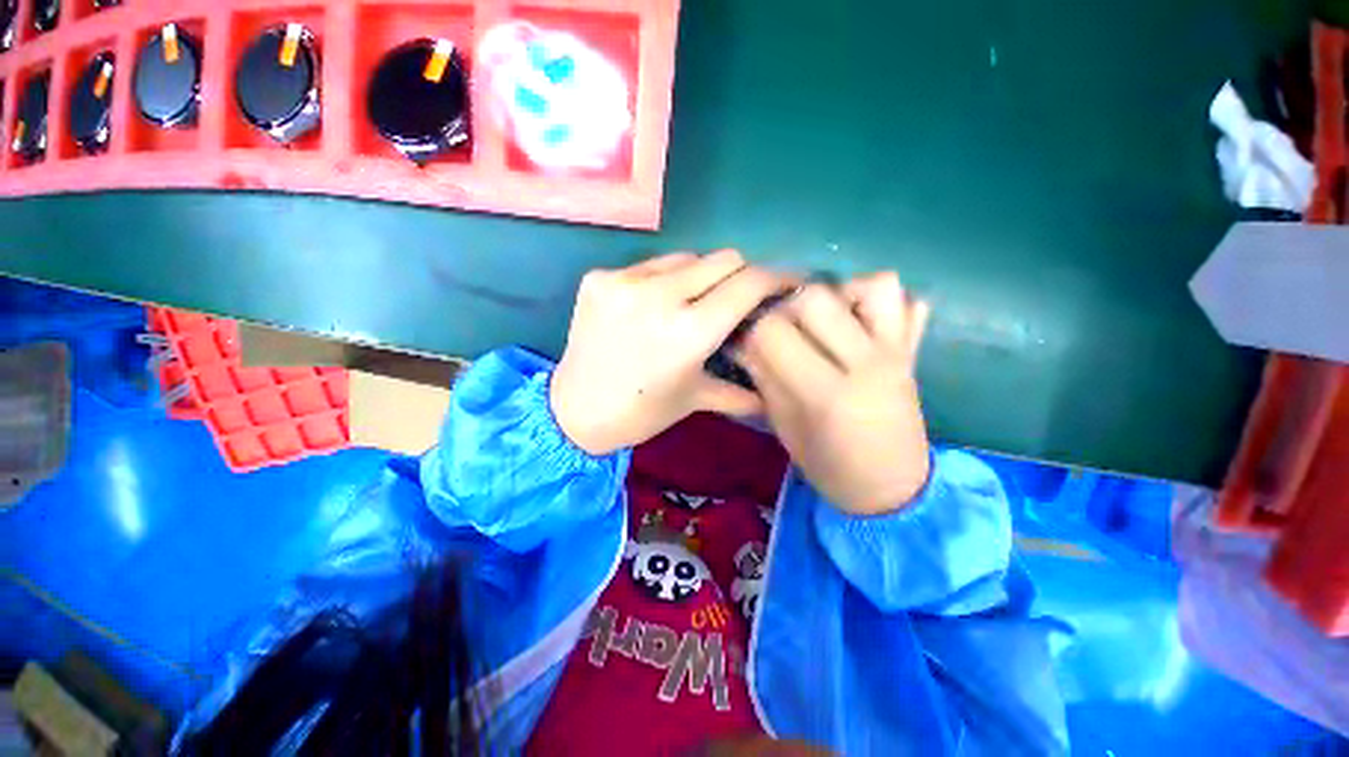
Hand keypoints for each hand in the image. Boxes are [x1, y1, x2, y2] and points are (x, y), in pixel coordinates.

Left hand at [551, 250, 784, 455]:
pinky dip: (664, 280)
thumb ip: (741, 389)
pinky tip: (655, 304)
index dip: (777, 277)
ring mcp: (625, 281)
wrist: (574, 411)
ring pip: (687, 257)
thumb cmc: (642, 412)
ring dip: (701, 275)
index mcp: (691, 332)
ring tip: (695, 301)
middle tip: (738, 297)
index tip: (786, 283)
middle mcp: (660, 296)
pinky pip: (650, 265)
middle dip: (741, 275)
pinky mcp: (600, 278)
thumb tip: (775, 390)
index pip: (749, 283)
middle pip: (724, 258)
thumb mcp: (695, 399)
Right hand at [739, 272, 931, 514]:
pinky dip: (880, 302)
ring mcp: (896, 353)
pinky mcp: (913, 351)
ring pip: (871, 284)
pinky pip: (908, 300)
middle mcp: (864, 363)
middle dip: (786, 307)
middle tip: (782, 329)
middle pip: (815, 297)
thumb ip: (764, 379)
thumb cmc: (829, 465)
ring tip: (824, 321)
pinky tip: (859, 322)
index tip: (748, 342)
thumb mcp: (784, 427)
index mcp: (825, 393)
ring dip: (838, 293)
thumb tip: (742, 340)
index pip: (772, 332)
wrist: (892, 489)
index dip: (751, 331)